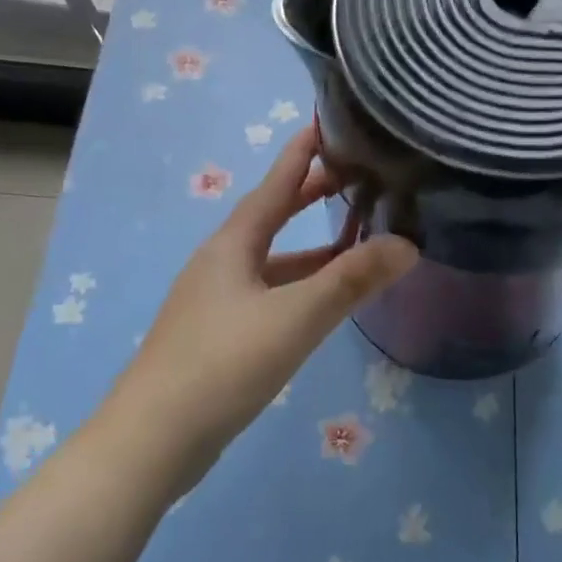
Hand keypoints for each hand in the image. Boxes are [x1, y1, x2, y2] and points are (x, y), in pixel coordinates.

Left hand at [106, 126, 417, 487]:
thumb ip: (351, 281)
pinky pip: (268, 294)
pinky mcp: (218, 336)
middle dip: (309, 196)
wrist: (154, 439)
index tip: (326, 123)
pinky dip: (299, 286)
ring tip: (354, 239)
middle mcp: (221, 264)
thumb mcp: (295, 318)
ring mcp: (215, 302)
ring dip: (309, 248)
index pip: (274, 185)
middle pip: (271, 218)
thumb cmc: (223, 364)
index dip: (301, 154)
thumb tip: (407, 245)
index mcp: (232, 245)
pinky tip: (320, 302)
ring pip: (271, 261)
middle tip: (354, 178)